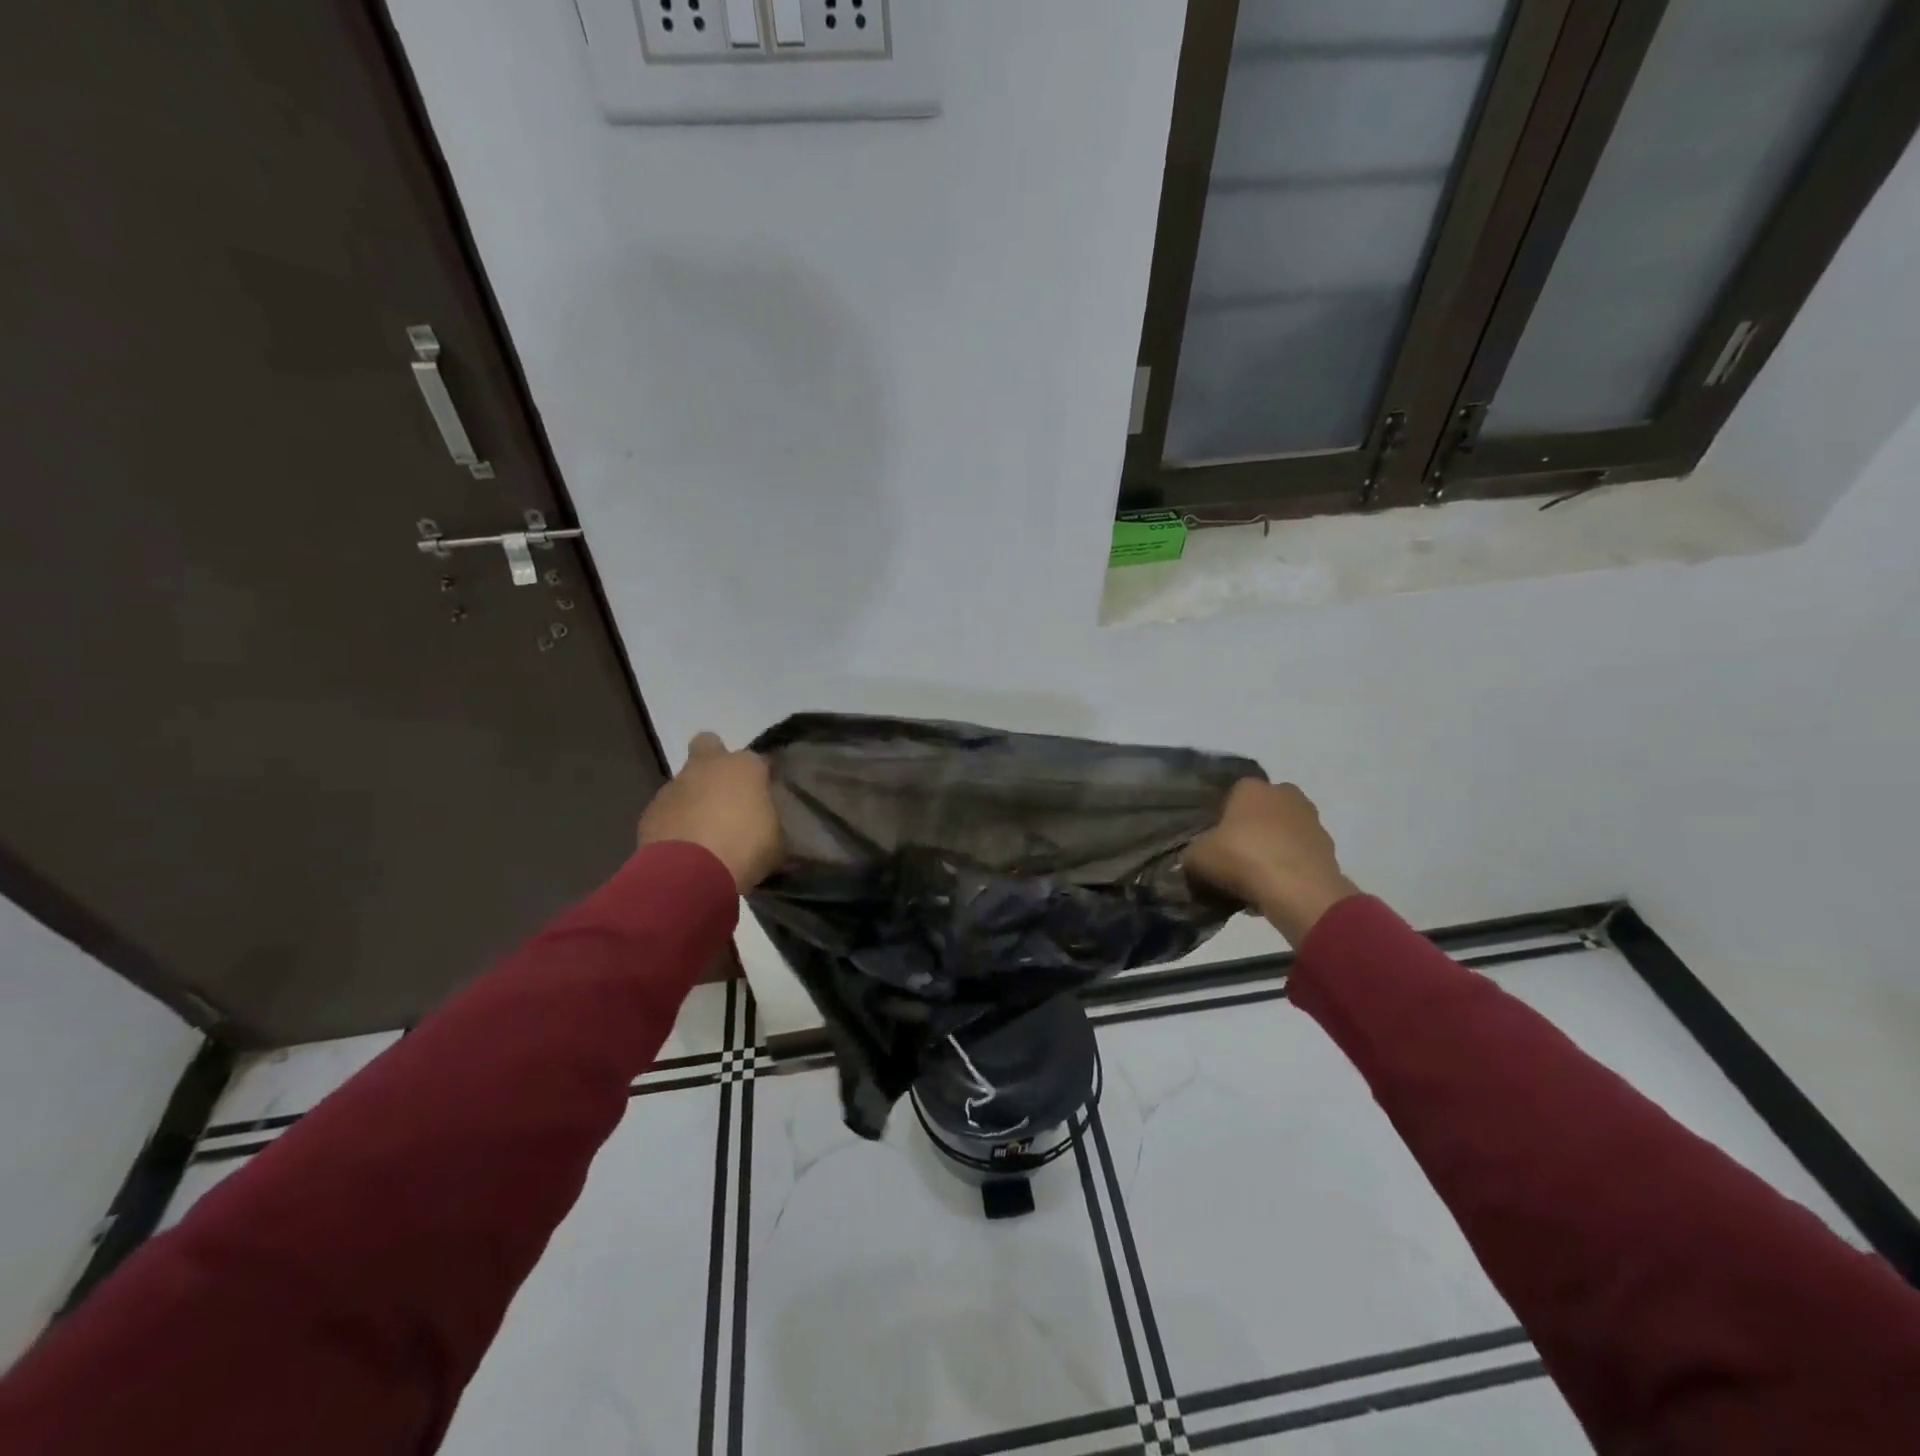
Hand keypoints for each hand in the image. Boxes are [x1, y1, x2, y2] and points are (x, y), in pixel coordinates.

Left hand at [636, 732, 783, 892]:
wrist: (689, 872)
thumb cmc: (744, 848)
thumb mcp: (776, 839)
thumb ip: (769, 821)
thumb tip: (766, 823)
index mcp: (744, 766)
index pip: (758, 759)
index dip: (761, 775)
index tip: (766, 795)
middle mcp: (707, 766)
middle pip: (708, 745)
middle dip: (715, 762)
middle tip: (726, 792)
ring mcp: (674, 786)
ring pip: (685, 781)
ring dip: (694, 798)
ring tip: (705, 831)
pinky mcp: (650, 812)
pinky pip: (667, 810)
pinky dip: (675, 823)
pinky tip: (685, 847)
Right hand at [1187, 780, 1359, 946]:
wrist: (1298, 891)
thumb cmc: (1243, 858)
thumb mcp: (1198, 857)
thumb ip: (1192, 854)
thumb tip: (1194, 860)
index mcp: (1252, 787)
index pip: (1232, 795)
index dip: (1222, 818)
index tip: (1215, 842)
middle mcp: (1285, 794)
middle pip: (1261, 812)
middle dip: (1250, 830)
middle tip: (1233, 859)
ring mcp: (1311, 821)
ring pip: (1282, 834)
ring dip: (1271, 850)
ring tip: (1253, 881)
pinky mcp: (1328, 849)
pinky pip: (1299, 856)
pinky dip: (1288, 869)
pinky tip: (1273, 890)